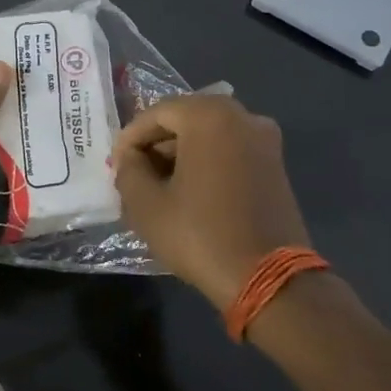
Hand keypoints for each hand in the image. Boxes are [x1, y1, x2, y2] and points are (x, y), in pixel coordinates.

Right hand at [114, 94, 312, 309]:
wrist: (268, 278)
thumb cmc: (201, 235)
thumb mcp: (147, 205)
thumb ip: (129, 170)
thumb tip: (131, 158)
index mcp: (209, 116)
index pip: (157, 113)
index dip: (130, 137)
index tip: (115, 165)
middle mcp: (242, 116)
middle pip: (185, 118)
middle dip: (156, 143)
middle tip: (134, 173)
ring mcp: (264, 139)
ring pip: (209, 133)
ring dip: (180, 153)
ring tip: (157, 184)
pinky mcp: (275, 163)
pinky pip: (230, 149)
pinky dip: (206, 160)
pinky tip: (189, 190)